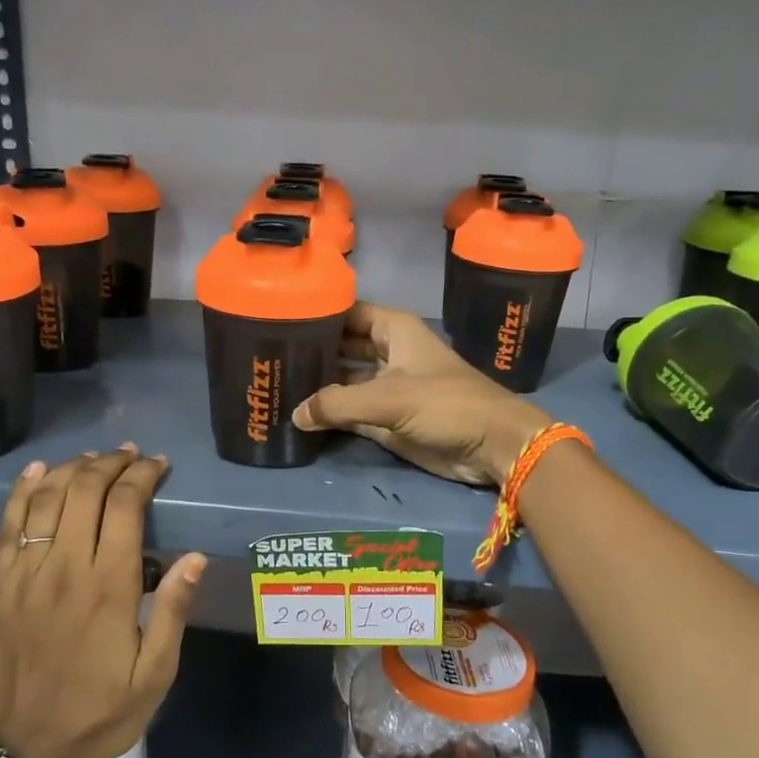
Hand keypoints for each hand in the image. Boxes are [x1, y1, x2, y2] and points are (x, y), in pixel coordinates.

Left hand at [0, 447, 205, 757]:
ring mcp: (24, 573)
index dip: (142, 476)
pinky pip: (7, 524)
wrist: (26, 751)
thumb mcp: (155, 673)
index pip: (124, 505)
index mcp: (108, 586)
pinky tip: (37, 471)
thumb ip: (172, 610)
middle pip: (84, 490)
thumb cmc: (101, 712)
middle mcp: (63, 568)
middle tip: (131, 456)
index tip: (158, 465)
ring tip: (94, 458)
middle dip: (111, 463)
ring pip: (45, 498)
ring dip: (71, 469)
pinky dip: (22, 491)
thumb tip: (195, 557)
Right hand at [292, 303, 549, 484]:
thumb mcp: (390, 398)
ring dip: (315, 385)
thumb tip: (295, 414)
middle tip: (267, 357)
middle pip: (340, 345)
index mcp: (393, 330)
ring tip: (273, 385)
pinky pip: (348, 411)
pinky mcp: (385, 418)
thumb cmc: (447, 405)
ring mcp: (385, 387)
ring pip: (342, 380)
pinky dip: (327, 414)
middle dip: (310, 351)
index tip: (277, 318)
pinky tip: (296, 415)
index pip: (346, 312)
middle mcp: (387, 353)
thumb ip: (339, 404)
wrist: (491, 446)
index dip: (316, 313)